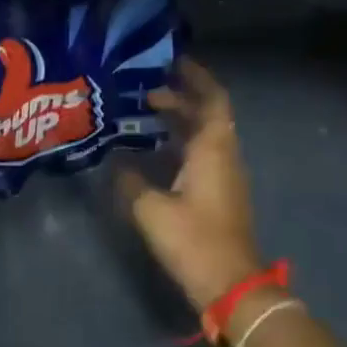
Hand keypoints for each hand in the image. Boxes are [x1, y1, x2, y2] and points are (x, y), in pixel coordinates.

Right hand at [118, 58, 263, 312]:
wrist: (230, 284)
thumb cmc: (194, 240)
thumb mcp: (152, 210)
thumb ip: (131, 182)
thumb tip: (117, 164)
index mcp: (213, 149)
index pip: (213, 98)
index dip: (196, 77)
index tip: (172, 63)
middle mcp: (224, 155)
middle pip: (207, 114)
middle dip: (180, 98)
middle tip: (145, 91)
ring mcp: (226, 175)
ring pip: (205, 135)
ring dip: (180, 121)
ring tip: (145, 115)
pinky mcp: (221, 194)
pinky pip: (202, 154)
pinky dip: (181, 143)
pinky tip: (154, 151)